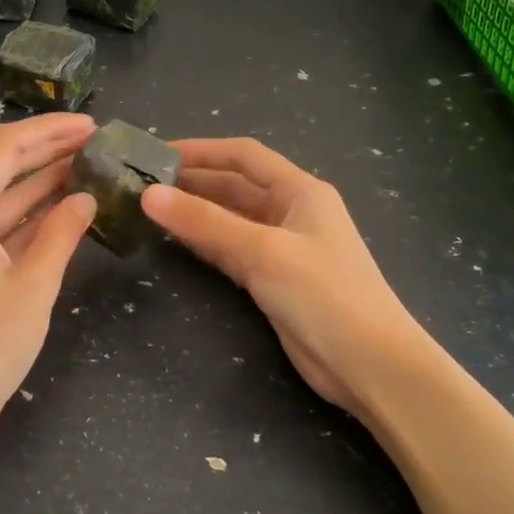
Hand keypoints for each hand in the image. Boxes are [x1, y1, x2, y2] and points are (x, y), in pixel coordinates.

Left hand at [0, 115, 96, 436]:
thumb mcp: (34, 287)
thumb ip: (61, 234)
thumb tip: (85, 197)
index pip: (2, 149)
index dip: (48, 131)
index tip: (91, 127)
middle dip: (46, 151)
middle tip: (95, 142)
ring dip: (39, 184)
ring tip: (87, 168)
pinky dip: (27, 217)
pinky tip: (62, 210)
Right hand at [141, 137, 430, 415]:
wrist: (369, 363)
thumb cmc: (323, 294)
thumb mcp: (262, 251)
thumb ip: (205, 222)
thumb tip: (149, 196)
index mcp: (301, 191)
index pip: (245, 156)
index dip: (202, 150)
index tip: (158, 154)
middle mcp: (293, 212)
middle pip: (236, 187)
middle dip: (194, 182)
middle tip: (145, 184)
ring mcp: (284, 248)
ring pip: (232, 220)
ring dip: (197, 214)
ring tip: (152, 210)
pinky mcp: (275, 280)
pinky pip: (233, 251)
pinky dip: (207, 243)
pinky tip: (178, 242)